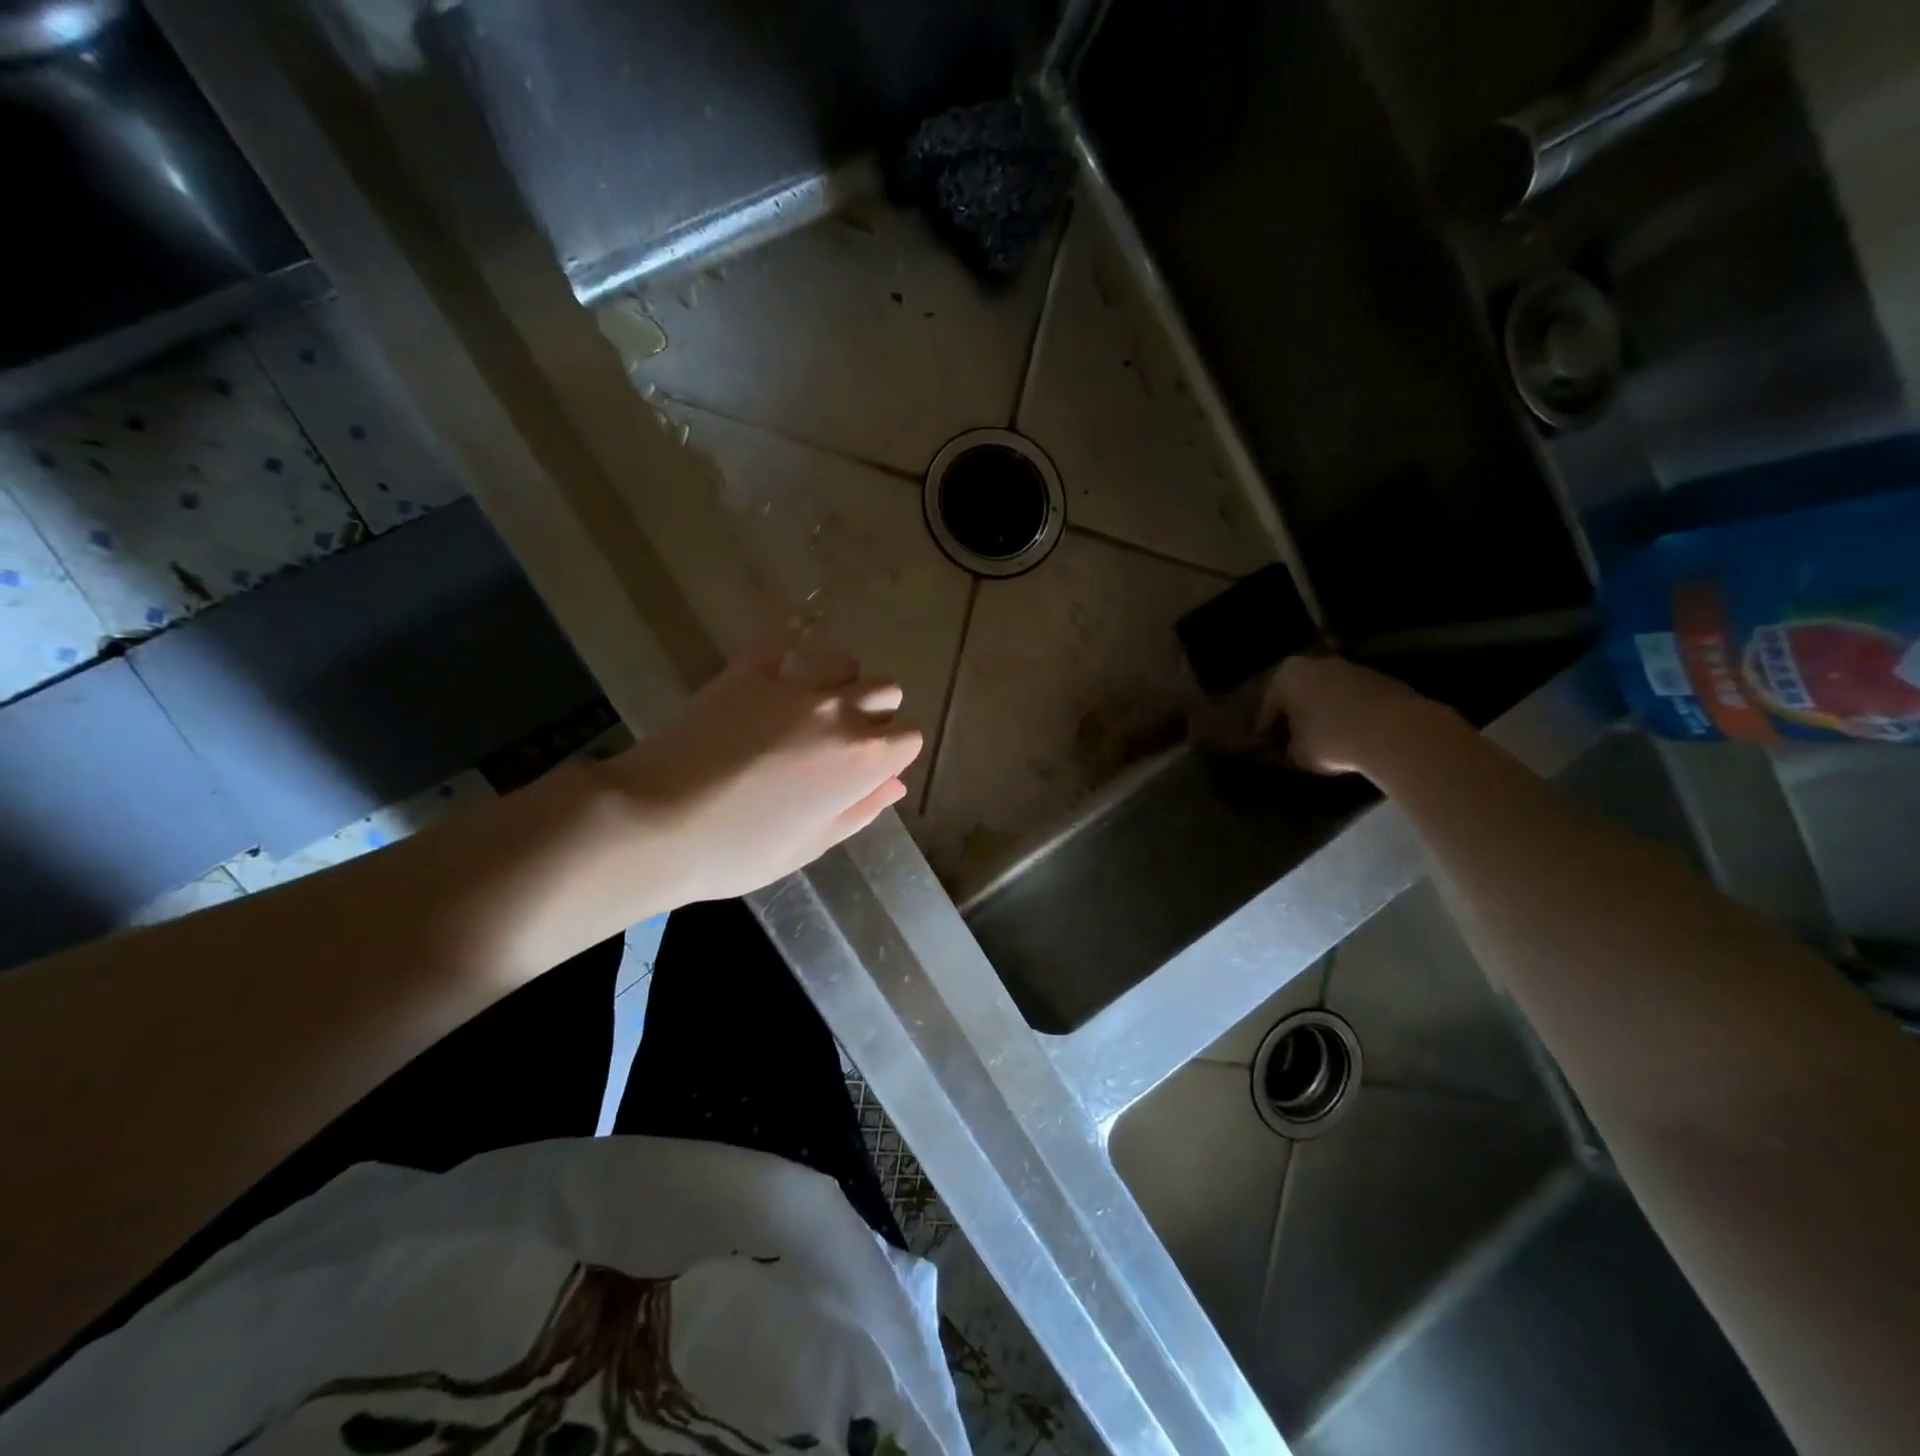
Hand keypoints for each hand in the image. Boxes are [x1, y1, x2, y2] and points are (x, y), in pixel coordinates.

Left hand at [598, 634, 922, 905]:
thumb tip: (895, 786)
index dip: (893, 755)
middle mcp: (840, 712)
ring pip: (845, 661)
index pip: (909, 738)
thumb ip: (861, 810)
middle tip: (840, 740)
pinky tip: (785, 657)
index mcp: (863, 760)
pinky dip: (793, 642)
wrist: (657, 822)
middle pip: (886, 691)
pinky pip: (786, 637)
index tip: (868, 770)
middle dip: (875, 713)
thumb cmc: (739, 850)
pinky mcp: (750, 668)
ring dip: (840, 681)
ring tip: (811, 703)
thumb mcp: (811, 845)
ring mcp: (795, 684)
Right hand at [1258, 654, 1451, 775]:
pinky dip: (1352, 714)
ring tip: (1329, 740)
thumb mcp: (1297, 753)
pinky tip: (1356, 736)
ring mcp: (1353, 668)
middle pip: (1300, 693)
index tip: (1269, 749)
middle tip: (1296, 741)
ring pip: (1330, 694)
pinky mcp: (1383, 680)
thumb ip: (1288, 748)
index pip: (1269, 707)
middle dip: (1297, 716)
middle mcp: (1317, 663)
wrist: (1393, 731)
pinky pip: (1357, 700)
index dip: (1267, 732)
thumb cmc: (1329, 739)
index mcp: (1287, 675)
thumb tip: (1290, 748)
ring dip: (1326, 713)